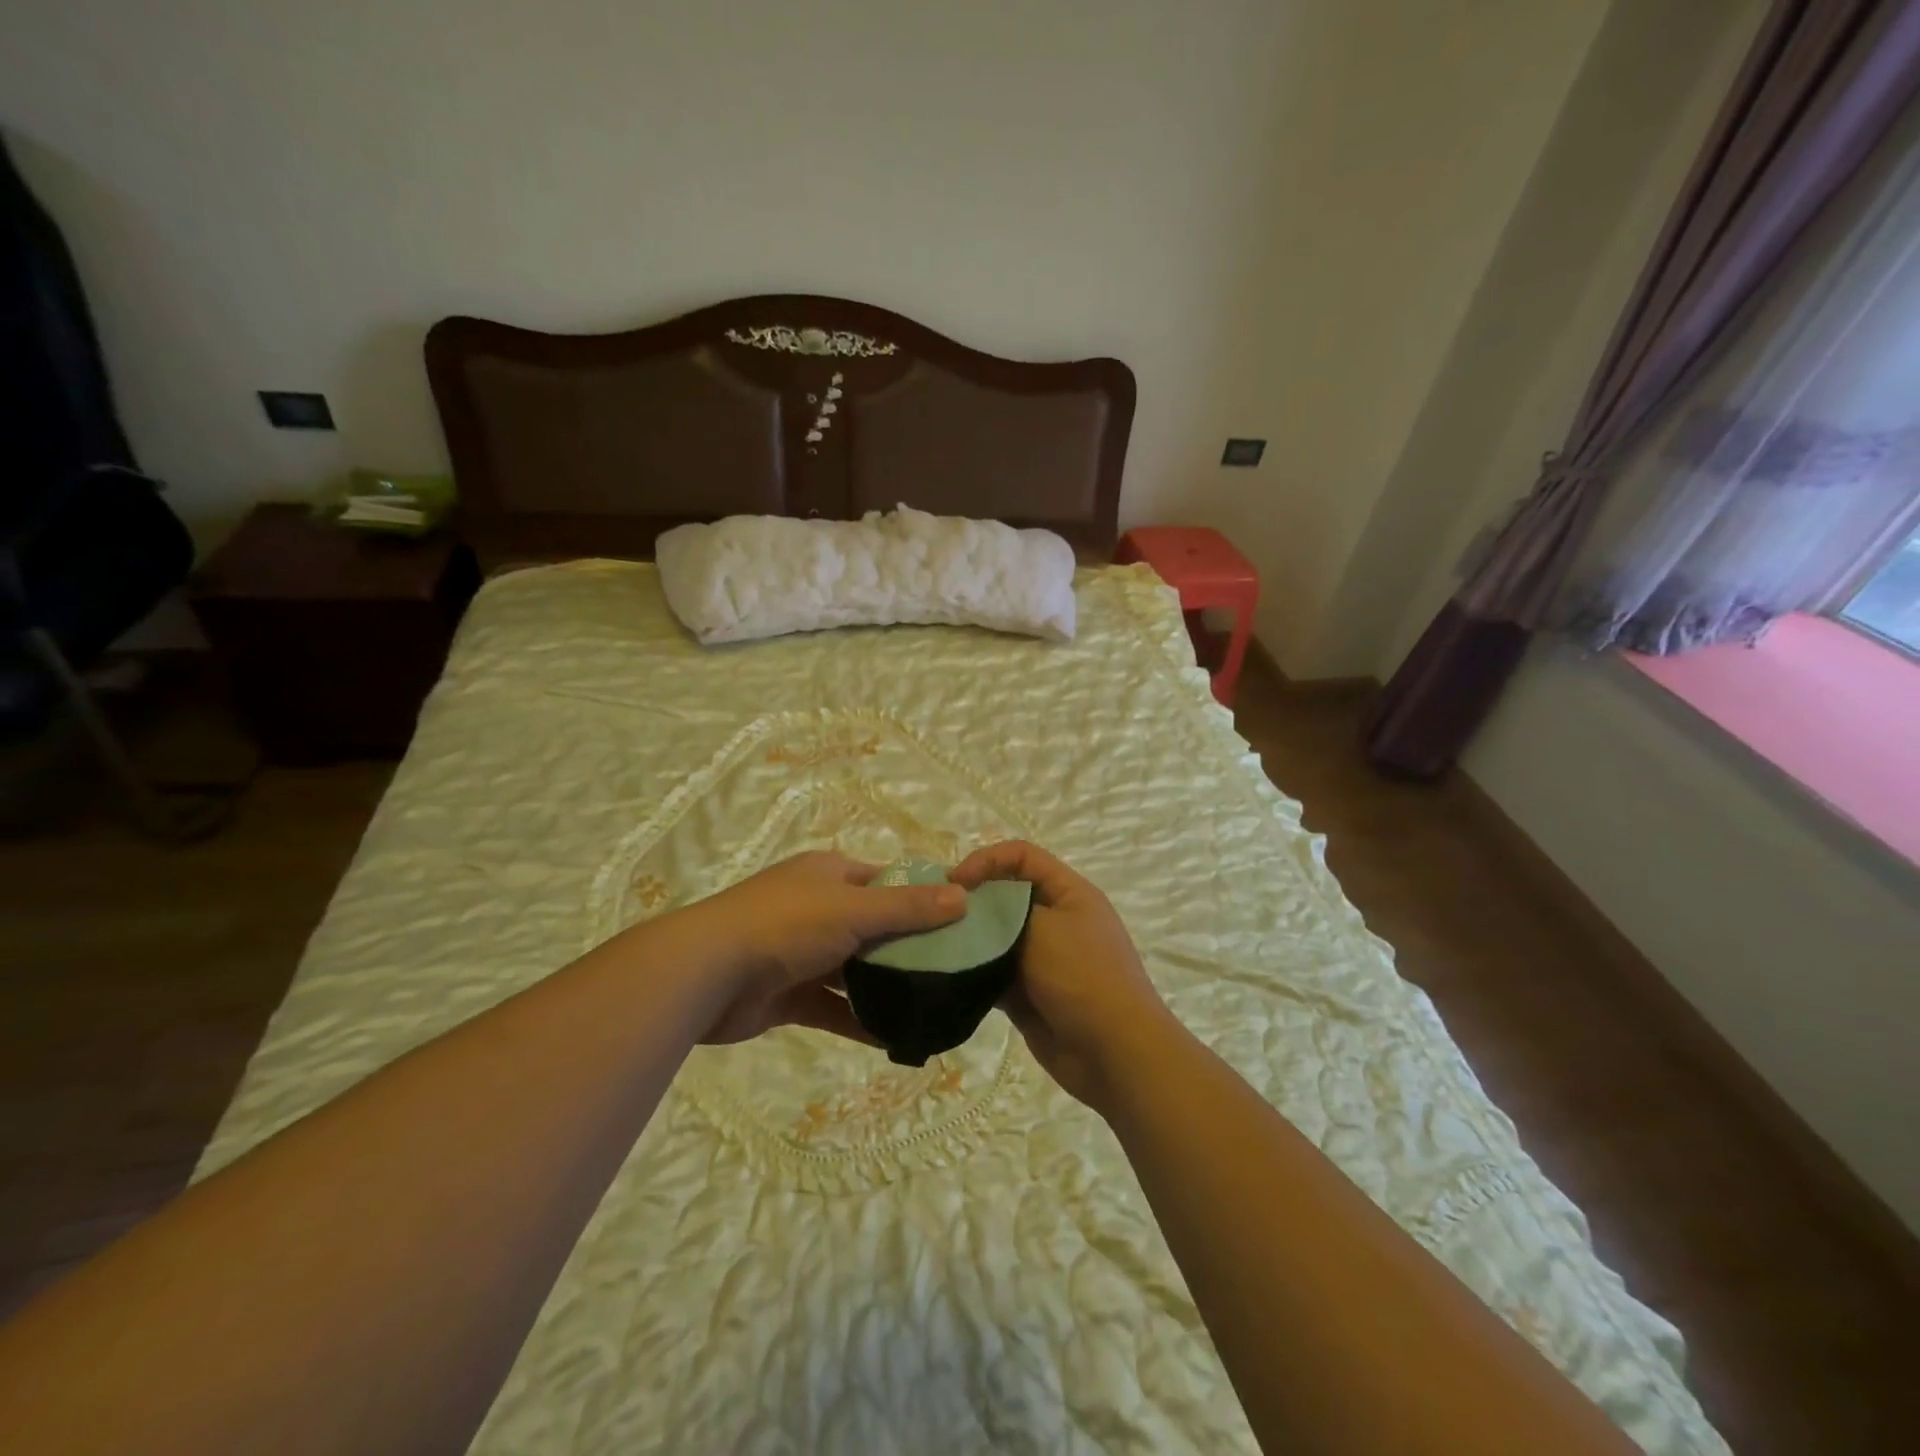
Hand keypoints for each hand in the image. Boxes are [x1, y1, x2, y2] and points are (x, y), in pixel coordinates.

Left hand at [676, 851, 965, 1044]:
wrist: (706, 974)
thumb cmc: (786, 925)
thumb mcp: (854, 909)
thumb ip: (909, 908)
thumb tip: (964, 897)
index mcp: (829, 875)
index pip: (886, 881)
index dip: (921, 898)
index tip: (959, 923)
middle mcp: (817, 908)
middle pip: (874, 926)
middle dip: (909, 948)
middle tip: (955, 971)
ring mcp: (801, 953)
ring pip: (855, 969)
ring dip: (886, 987)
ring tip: (933, 1006)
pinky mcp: (788, 994)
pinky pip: (833, 1007)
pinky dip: (860, 1020)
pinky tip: (897, 1038)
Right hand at [950, 841, 1172, 1108]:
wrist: (1115, 1054)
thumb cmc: (1083, 978)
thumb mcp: (1043, 930)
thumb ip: (1003, 912)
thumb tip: (971, 908)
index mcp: (1069, 893)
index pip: (1022, 856)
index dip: (987, 860)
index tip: (954, 883)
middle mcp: (1056, 920)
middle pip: (1006, 896)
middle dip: (972, 902)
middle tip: (936, 917)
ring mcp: (1043, 959)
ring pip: (997, 937)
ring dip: (970, 940)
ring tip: (935, 946)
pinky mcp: (1029, 993)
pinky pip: (995, 974)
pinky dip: (975, 974)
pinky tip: (948, 977)